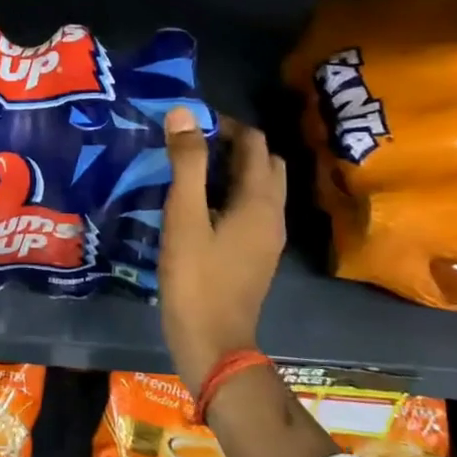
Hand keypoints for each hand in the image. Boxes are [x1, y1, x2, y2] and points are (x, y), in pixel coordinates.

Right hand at [158, 108, 286, 393]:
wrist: (213, 343)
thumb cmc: (196, 278)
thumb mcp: (184, 216)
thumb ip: (186, 164)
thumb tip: (184, 113)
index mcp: (260, 200)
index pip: (254, 142)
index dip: (225, 125)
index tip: (189, 124)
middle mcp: (273, 214)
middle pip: (264, 163)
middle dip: (233, 145)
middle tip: (191, 146)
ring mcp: (268, 238)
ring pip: (259, 187)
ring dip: (233, 170)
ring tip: (192, 171)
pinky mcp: (256, 255)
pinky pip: (251, 209)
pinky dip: (231, 194)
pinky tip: (200, 206)